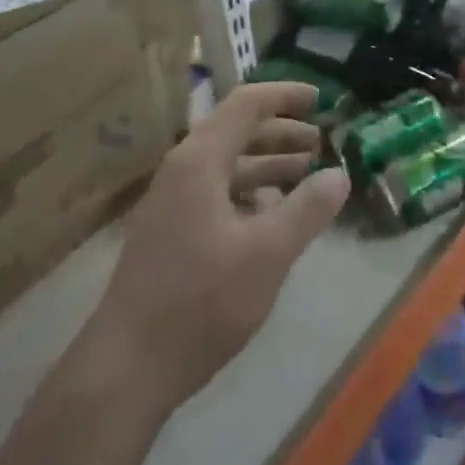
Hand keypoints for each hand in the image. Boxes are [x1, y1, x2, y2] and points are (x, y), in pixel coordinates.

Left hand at [92, 82, 350, 409]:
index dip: (285, 96)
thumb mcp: (267, 255)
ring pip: (225, 164)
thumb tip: (340, 174)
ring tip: (304, 173)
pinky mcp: (167, 231)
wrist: (125, 369)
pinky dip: (247, 191)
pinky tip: (270, 215)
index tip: (321, 100)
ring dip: (265, 163)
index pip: (246, 104)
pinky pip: (214, 191)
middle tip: (320, 142)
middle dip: (281, 132)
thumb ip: (307, 210)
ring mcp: (170, 201)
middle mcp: (182, 169)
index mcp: (200, 159)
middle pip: (236, 131)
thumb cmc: (200, 302)